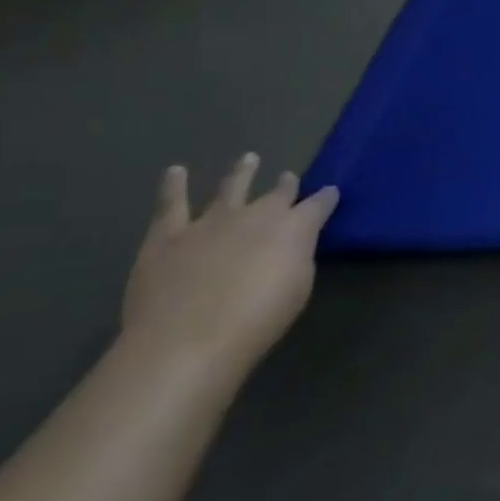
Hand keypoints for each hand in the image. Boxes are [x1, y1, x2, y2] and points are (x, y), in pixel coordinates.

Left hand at [121, 155, 339, 379]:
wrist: (186, 342)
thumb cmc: (257, 321)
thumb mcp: (298, 289)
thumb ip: (297, 258)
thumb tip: (293, 244)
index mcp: (295, 227)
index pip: (319, 204)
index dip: (326, 198)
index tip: (331, 193)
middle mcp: (257, 214)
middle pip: (277, 194)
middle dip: (286, 186)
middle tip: (288, 178)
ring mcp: (210, 222)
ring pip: (231, 188)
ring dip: (242, 173)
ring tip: (248, 158)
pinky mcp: (168, 236)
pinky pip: (171, 205)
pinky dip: (174, 186)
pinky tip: (176, 171)